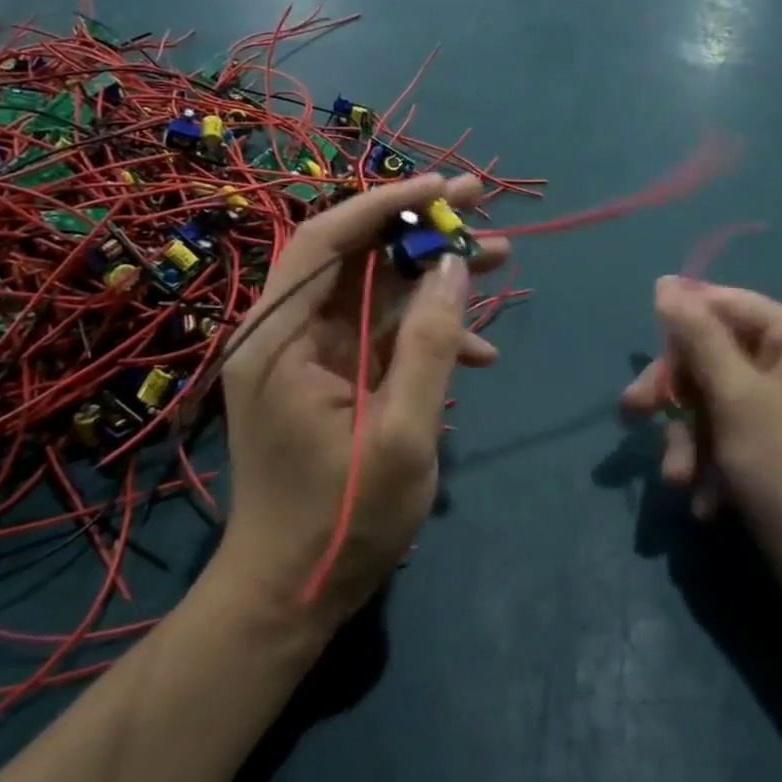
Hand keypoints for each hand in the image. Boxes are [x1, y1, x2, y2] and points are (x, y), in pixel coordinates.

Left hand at [220, 174, 507, 626]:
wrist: (290, 594)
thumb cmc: (340, 521)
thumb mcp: (402, 436)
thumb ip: (430, 347)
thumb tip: (455, 266)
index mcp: (280, 338)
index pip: (325, 240)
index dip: (385, 204)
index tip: (444, 187)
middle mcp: (286, 333)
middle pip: (354, 256)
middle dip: (419, 227)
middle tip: (482, 204)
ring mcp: (309, 355)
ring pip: (375, 289)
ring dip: (434, 273)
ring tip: (501, 257)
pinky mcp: (333, 376)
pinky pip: (382, 333)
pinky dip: (427, 331)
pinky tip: (480, 349)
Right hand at [622, 278, 781, 600]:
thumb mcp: (736, 395)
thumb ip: (698, 335)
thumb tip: (666, 282)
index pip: (734, 306)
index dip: (684, 320)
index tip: (643, 341)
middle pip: (720, 358)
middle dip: (679, 395)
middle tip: (633, 411)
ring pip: (721, 404)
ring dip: (692, 440)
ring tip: (679, 479)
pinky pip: (738, 436)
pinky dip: (716, 463)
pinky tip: (708, 500)